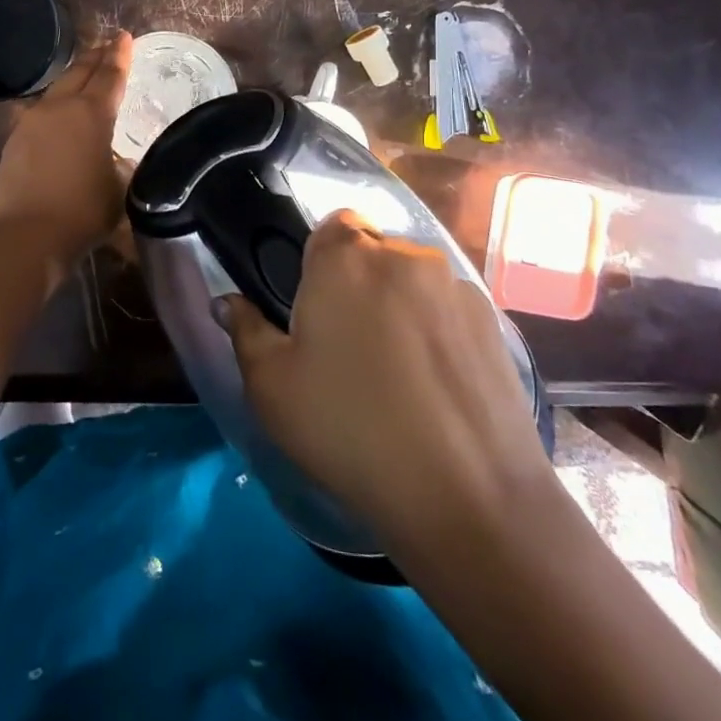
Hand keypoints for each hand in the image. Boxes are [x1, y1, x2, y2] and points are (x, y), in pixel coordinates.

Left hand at [0, 33, 132, 260]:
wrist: (25, 237)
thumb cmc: (82, 213)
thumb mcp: (119, 190)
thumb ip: (121, 167)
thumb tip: (116, 161)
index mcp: (92, 113)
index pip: (110, 75)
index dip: (120, 55)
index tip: (124, 36)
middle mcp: (60, 108)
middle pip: (80, 73)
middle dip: (96, 57)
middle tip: (107, 45)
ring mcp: (31, 123)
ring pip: (56, 90)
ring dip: (73, 79)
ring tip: (84, 76)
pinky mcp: (13, 142)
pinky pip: (40, 113)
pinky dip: (56, 106)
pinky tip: (57, 116)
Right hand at [216, 210, 552, 552]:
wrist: (467, 496)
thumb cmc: (350, 429)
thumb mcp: (272, 387)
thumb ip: (245, 331)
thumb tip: (227, 302)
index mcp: (346, 257)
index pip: (330, 224)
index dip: (318, 260)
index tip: (314, 307)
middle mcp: (405, 255)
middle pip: (373, 252)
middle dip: (358, 283)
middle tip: (347, 345)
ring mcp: (456, 286)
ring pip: (413, 281)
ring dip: (400, 305)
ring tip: (397, 372)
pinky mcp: (493, 322)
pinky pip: (449, 310)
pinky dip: (438, 331)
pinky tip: (436, 387)